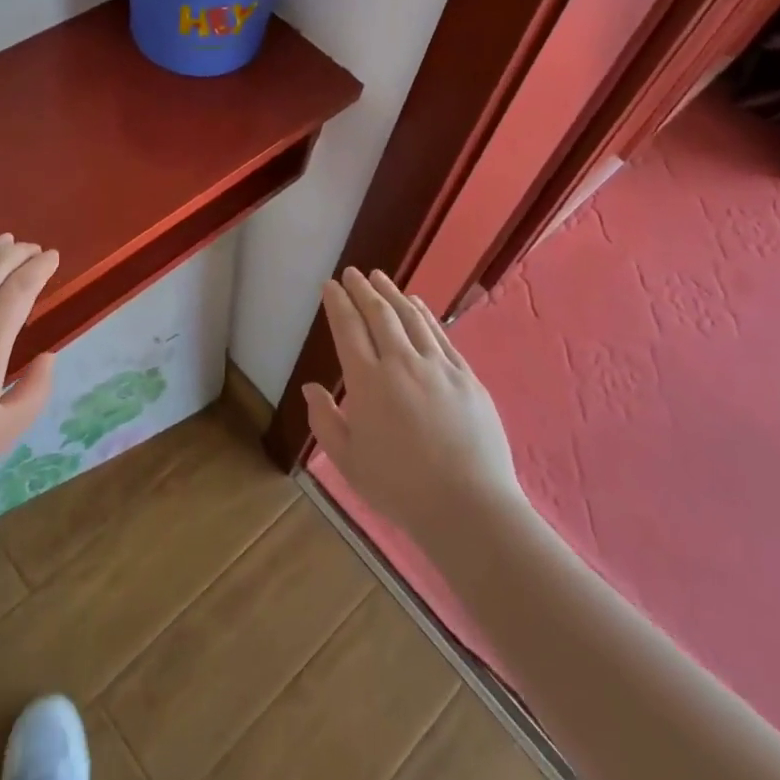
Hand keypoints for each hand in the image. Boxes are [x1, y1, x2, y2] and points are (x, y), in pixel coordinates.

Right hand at [303, 268, 523, 548]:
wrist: (468, 506)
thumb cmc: (400, 488)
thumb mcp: (348, 461)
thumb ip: (325, 421)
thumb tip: (311, 388)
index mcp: (367, 382)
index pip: (348, 328)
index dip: (337, 303)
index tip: (330, 285)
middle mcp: (400, 363)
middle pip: (379, 314)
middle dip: (362, 289)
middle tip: (352, 272)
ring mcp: (437, 366)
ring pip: (410, 317)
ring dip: (392, 293)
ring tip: (380, 278)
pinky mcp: (465, 376)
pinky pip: (440, 334)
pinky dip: (424, 313)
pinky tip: (416, 304)